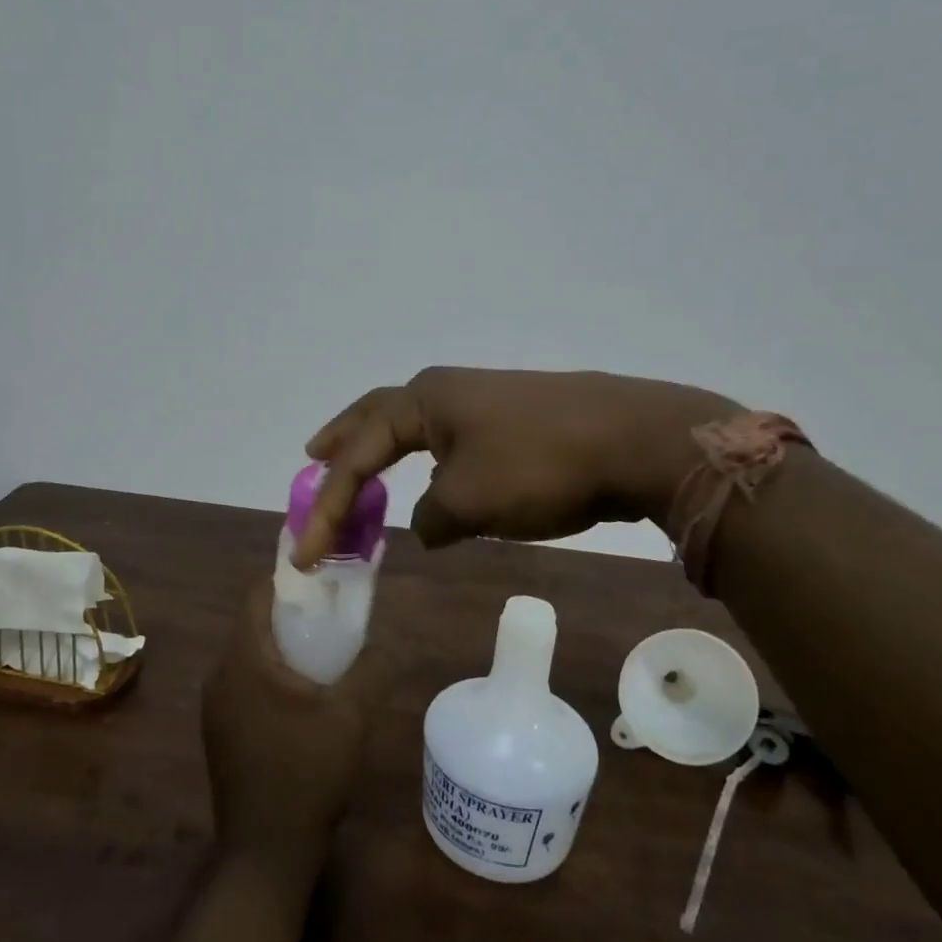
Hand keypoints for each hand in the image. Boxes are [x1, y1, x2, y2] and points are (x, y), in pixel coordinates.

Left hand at [202, 582, 387, 879]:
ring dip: (285, 648)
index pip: (257, 594)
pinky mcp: (221, 730)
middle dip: (294, 614)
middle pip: (254, 623)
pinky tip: (305, 699)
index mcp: (244, 660)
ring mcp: (216, 706)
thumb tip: (386, 643)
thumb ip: (372, 668)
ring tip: (326, 657)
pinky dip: (273, 675)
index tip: (324, 579)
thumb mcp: (352, 716)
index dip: (290, 578)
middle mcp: (220, 675)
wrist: (266, 851)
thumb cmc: (307, 773)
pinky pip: (246, 683)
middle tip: (334, 618)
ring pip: (251, 655)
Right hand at [294, 367, 739, 566]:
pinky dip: (429, 462)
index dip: (328, 503)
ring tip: (367, 467)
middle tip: (313, 455)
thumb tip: (429, 522)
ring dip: (387, 450)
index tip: (306, 550)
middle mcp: (448, 391)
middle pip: (379, 417)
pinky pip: (453, 442)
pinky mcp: (516, 419)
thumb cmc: (538, 465)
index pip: (359, 452)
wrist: (634, 439)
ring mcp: (485, 401)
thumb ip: (432, 517)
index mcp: (424, 400)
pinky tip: (435, 479)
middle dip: (344, 441)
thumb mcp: (470, 502)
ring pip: (418, 429)